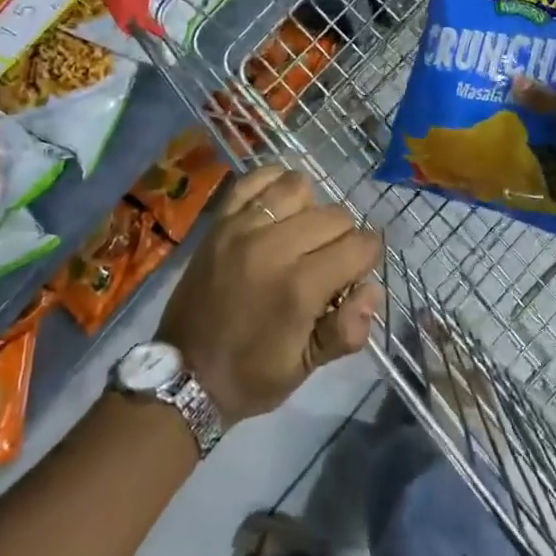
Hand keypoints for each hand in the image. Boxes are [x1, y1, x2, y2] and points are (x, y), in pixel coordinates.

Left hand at [157, 166, 384, 425]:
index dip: (367, 259)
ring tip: (301, 234)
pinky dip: (273, 184)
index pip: (360, 245)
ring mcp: (242, 229)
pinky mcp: (220, 221)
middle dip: (343, 238)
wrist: (184, 374)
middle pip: (335, 215)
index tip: (355, 275)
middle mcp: (273, 248)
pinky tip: (277, 207)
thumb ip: (347, 329)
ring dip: (310, 209)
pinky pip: (254, 180)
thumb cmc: (251, 375)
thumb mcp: (307, 367)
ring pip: (299, 188)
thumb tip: (372, 290)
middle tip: (328, 264)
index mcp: (300, 288)